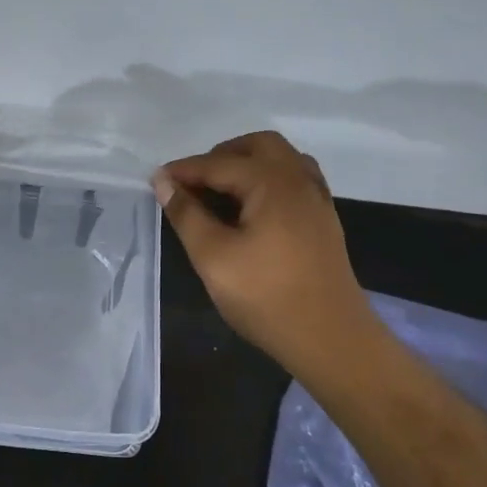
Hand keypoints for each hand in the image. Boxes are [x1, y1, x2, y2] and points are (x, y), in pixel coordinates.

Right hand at [154, 130, 372, 370]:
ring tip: (221, 193)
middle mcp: (298, 179)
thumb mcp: (213, 257)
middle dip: (221, 156)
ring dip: (248, 164)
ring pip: (281, 159)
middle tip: (193, 184)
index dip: (184, 171)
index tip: (155, 180)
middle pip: (258, 146)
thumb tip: (163, 182)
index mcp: (272, 183)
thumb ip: (187, 214)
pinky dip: (268, 180)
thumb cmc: (266, 297)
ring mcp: (317, 198)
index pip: (218, 164)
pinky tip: (252, 209)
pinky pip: (295, 179)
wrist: (331, 339)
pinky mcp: (324, 219)